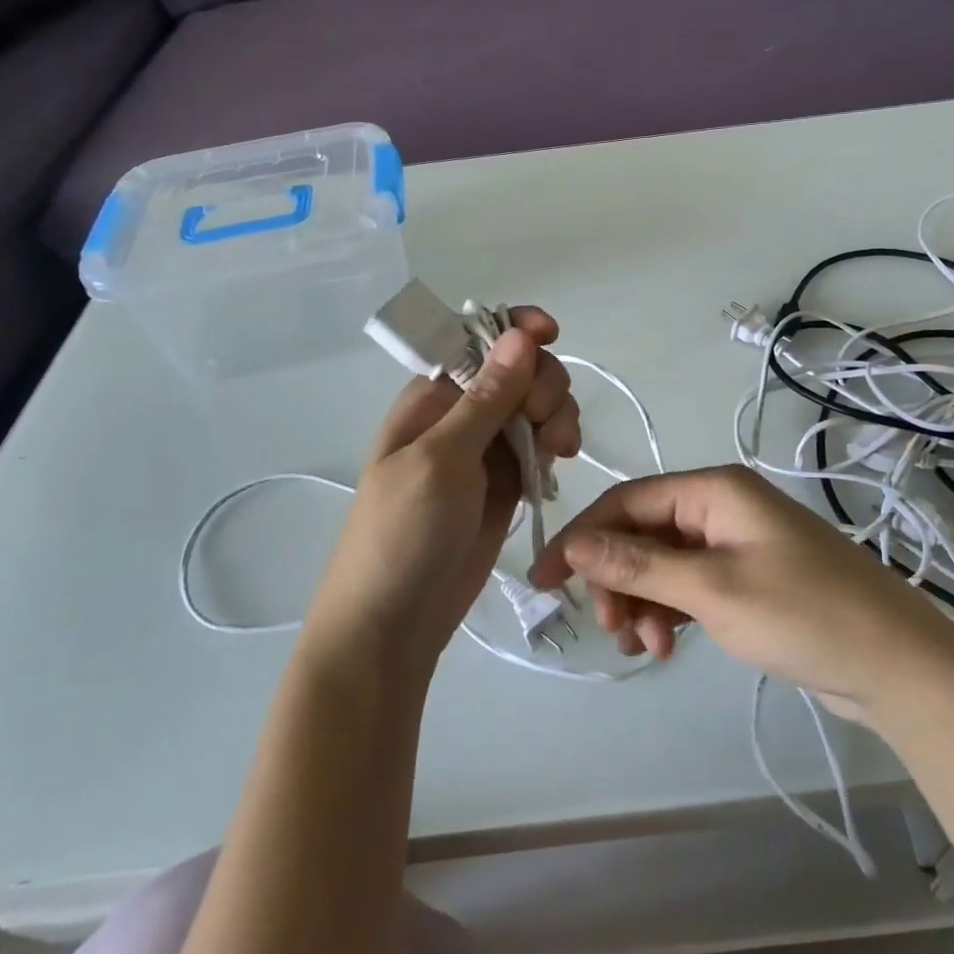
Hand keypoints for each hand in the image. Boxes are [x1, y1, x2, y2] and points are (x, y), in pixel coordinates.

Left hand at [300, 309, 579, 673]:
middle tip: (546, 422)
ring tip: (560, 451)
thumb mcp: (442, 459)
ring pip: (537, 405)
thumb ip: (486, 398)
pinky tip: (558, 465)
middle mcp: (461, 413)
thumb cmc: (402, 533)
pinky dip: (556, 445)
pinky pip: (541, 444)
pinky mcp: (506, 481)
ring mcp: (486, 448)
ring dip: (558, 415)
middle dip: (544, 383)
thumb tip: (519, 334)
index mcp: (433, 395)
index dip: (517, 329)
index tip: (552, 335)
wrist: (393, 623)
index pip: (479, 340)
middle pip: (520, 370)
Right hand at [529, 466, 953, 717]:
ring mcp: (736, 543)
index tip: (544, 580)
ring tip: (643, 647)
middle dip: (617, 578)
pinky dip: (671, 611)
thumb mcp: (710, 588)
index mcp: (713, 490)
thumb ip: (638, 564)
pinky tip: (666, 644)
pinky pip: (690, 586)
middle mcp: (721, 507)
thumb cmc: (802, 612)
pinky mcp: (748, 578)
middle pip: (644, 533)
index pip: (628, 501)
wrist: (896, 663)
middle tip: (609, 629)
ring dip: (643, 601)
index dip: (582, 537)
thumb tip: (573, 542)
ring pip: (664, 564)